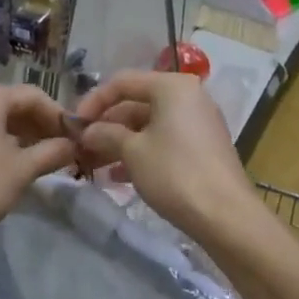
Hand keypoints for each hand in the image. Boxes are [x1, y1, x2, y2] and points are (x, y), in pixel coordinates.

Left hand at [0, 83, 75, 263]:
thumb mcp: (21, 170)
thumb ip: (52, 152)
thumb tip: (75, 145)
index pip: (35, 96)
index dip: (59, 116)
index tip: (78, 139)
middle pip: (16, 105)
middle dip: (43, 127)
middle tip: (65, 152)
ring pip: (0, 120)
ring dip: (26, 137)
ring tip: (46, 161)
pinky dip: (5, 144)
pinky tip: (18, 166)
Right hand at [71, 71, 257, 237]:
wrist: (225, 216)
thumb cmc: (174, 173)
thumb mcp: (132, 151)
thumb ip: (105, 134)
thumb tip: (87, 131)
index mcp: (172, 87)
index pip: (122, 82)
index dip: (93, 101)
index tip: (73, 125)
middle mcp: (187, 97)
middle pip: (135, 103)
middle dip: (106, 125)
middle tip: (81, 147)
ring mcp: (197, 122)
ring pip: (148, 125)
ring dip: (119, 142)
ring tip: (94, 164)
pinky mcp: (202, 147)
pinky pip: (163, 140)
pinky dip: (140, 152)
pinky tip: (118, 176)